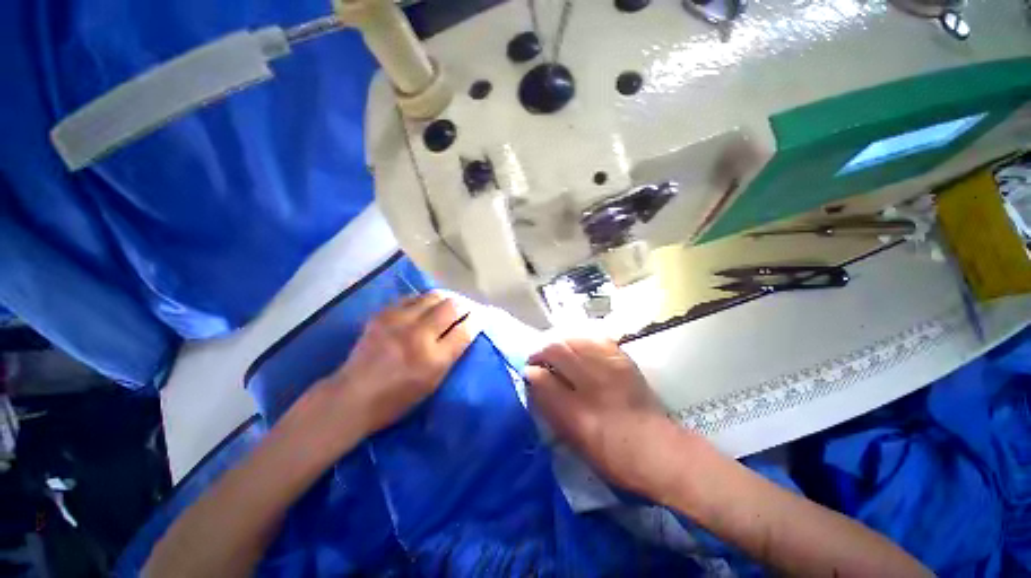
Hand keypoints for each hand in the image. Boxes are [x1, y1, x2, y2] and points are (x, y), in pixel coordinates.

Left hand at [318, 292, 473, 436]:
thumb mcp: (433, 382)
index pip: (466, 329)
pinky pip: (412, 297)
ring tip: (450, 303)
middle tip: (468, 308)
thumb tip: (466, 328)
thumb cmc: (398, 399)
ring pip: (434, 296)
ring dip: (447, 298)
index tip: (481, 316)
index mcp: (433, 359)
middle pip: (452, 306)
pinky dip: (425, 300)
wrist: (352, 396)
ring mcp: (397, 321)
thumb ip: (452, 354)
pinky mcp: (382, 314)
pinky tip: (426, 305)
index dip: (477, 319)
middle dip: (465, 305)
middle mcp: (418, 335)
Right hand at [525, 338, 691, 497]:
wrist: (657, 449)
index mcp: (576, 412)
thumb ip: (550, 408)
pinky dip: (582, 339)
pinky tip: (578, 346)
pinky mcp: (623, 360)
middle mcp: (591, 383)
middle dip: (541, 350)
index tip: (528, 371)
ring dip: (559, 341)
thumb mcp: (573, 440)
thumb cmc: (610, 454)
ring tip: (555, 349)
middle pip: (557, 350)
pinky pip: (596, 339)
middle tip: (537, 357)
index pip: (542, 379)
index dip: (531, 371)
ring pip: (574, 339)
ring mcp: (609, 368)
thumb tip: (533, 380)